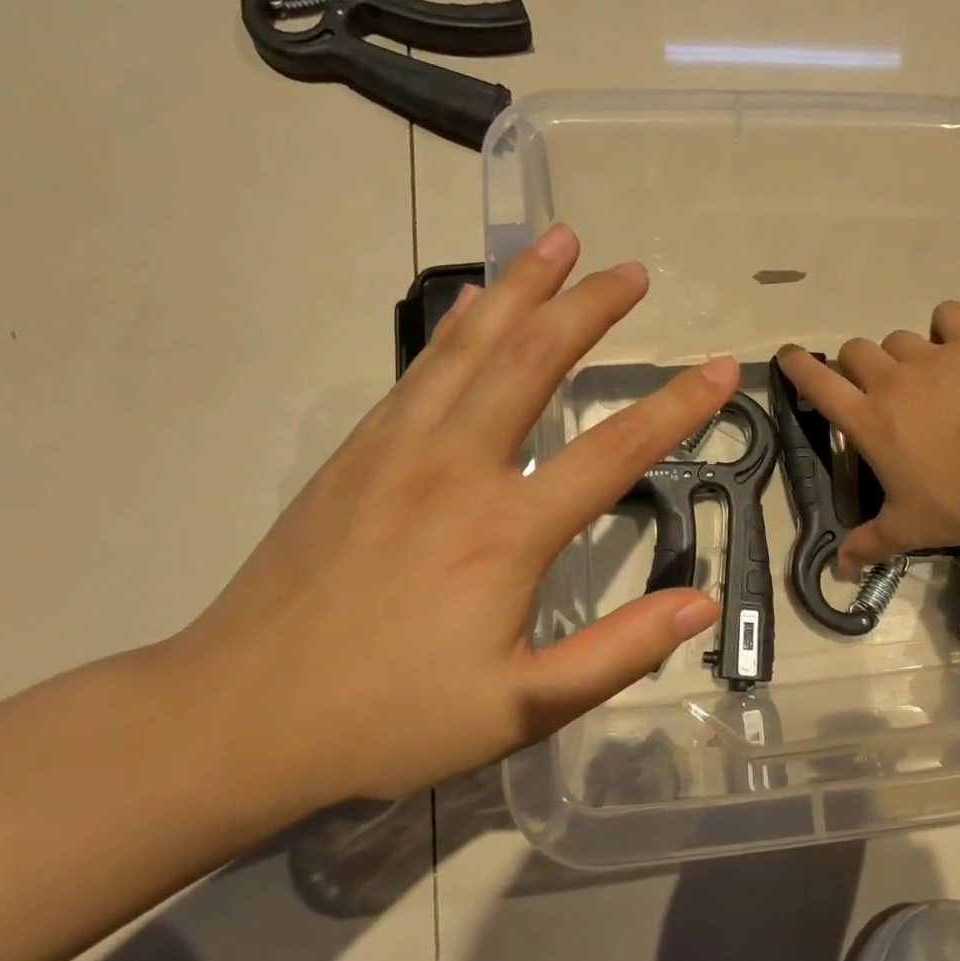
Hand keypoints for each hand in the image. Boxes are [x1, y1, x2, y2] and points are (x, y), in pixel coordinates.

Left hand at [170, 225, 736, 806]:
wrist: (237, 717)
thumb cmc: (390, 718)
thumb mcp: (521, 709)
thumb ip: (618, 653)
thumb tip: (700, 604)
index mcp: (505, 530)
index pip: (615, 451)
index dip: (678, 406)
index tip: (723, 368)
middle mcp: (455, 467)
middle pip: (535, 362)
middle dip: (590, 308)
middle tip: (633, 270)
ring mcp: (398, 449)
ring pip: (472, 346)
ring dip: (522, 289)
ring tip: (558, 242)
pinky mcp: (357, 452)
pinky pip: (421, 369)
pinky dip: (459, 326)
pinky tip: (476, 302)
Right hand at [778, 303, 959, 569]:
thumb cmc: (959, 502)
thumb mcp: (908, 529)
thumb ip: (869, 544)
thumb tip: (841, 568)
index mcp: (868, 420)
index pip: (818, 382)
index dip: (798, 366)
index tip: (790, 356)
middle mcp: (891, 382)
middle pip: (856, 350)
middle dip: (856, 366)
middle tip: (874, 390)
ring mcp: (932, 359)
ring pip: (897, 338)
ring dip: (898, 354)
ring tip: (918, 376)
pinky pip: (948, 316)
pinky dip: (945, 325)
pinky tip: (953, 342)